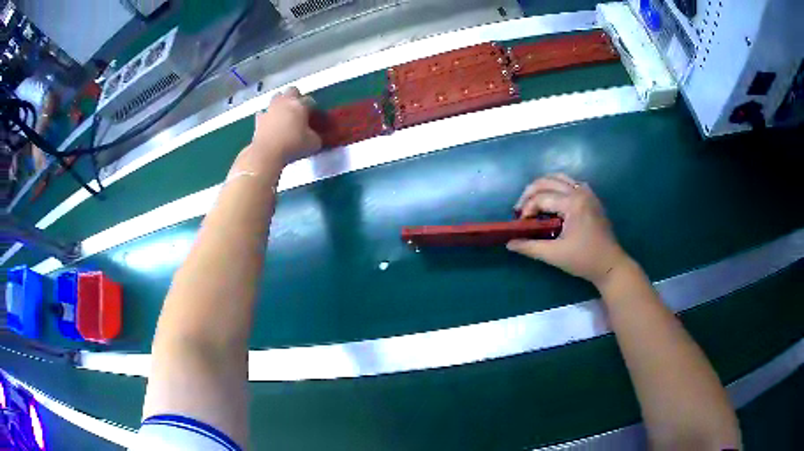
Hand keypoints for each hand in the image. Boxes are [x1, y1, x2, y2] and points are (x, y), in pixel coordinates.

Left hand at [251, 87, 321, 165]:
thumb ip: (316, 136)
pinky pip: (263, 113)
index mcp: (300, 104)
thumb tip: (315, 136)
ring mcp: (270, 109)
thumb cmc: (293, 145)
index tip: (315, 118)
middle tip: (299, 110)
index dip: (314, 109)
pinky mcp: (258, 119)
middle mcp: (285, 102)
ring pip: (276, 97)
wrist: (267, 154)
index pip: (311, 100)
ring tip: (284, 115)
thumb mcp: (314, 143)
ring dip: (281, 103)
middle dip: (296, 97)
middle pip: (292, 91)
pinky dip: (267, 116)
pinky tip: (270, 124)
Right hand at [507, 174, 629, 286]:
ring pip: (559, 178)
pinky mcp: (591, 198)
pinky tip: (552, 201)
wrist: (610, 264)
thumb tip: (509, 242)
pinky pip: (570, 183)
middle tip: (520, 210)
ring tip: (533, 202)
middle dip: (530, 193)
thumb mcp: (554, 255)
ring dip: (542, 186)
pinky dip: (557, 187)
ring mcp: (587, 192)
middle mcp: (580, 191)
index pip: (541, 197)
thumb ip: (530, 247)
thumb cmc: (584, 260)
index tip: (520, 225)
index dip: (527, 209)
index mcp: (573, 203)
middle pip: (547, 181)